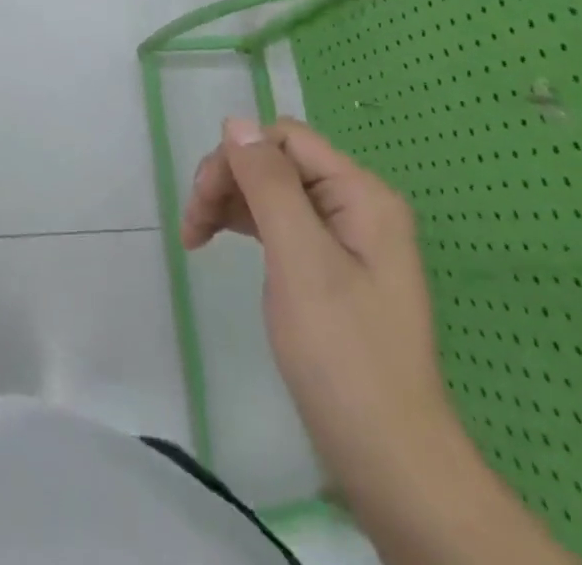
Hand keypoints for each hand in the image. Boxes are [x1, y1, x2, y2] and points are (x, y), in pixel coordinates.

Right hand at [182, 118, 455, 511]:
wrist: (389, 459)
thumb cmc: (343, 354)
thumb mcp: (301, 260)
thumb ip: (269, 184)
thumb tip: (236, 122)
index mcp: (361, 194)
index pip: (284, 140)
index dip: (238, 159)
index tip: (202, 202)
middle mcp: (356, 205)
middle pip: (276, 162)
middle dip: (229, 181)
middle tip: (192, 227)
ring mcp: (345, 237)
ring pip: (273, 190)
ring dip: (230, 203)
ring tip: (195, 237)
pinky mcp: (331, 266)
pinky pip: (281, 222)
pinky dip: (247, 225)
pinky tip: (222, 242)